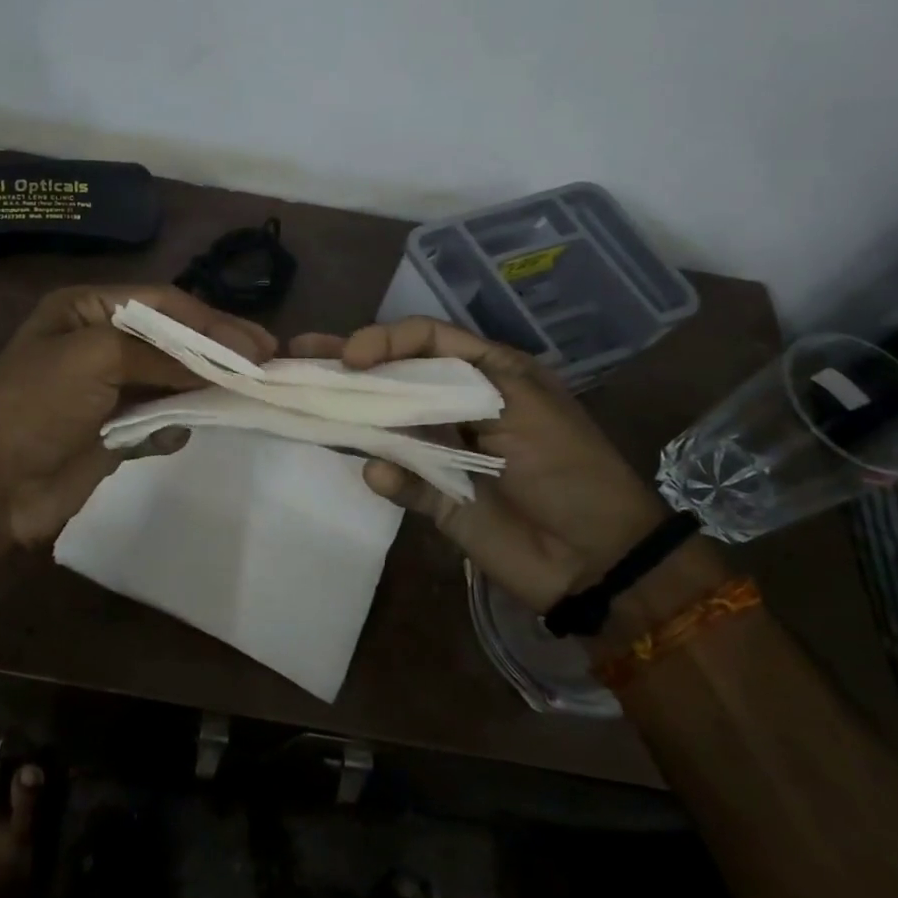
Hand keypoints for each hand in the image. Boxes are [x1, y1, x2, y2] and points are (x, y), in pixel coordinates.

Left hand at [0, 285, 274, 549]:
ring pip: (171, 379)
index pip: (163, 303)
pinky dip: (175, 422)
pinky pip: (159, 418)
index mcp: (87, 309)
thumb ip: (161, 353)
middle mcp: (100, 341)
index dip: (212, 320)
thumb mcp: (94, 356)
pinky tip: (183, 428)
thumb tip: (221, 364)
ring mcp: (108, 389)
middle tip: (267, 361)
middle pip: (172, 339)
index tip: (257, 342)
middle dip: (216, 349)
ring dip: (203, 385)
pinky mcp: (114, 432)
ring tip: (248, 392)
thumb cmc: (35, 404)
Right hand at [290, 317, 666, 609]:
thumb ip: (450, 391)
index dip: (384, 339)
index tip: (352, 356)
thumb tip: (383, 398)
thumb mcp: (522, 406)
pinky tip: (373, 472)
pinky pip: (396, 477)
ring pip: (385, 422)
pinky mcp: (436, 494)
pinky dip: (383, 474)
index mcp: (485, 372)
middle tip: (297, 352)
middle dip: (345, 363)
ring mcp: (443, 448)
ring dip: (347, 412)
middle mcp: (456, 403)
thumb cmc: (569, 466)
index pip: (423, 340)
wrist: (600, 558)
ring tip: (299, 398)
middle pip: (393, 375)